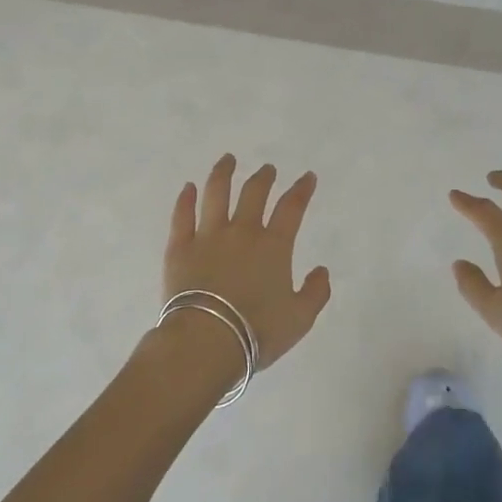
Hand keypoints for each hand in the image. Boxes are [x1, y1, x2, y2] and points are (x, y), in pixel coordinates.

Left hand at [163, 155, 329, 370]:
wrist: (205, 342)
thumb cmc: (256, 332)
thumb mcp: (299, 320)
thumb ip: (315, 293)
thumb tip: (322, 270)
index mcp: (273, 246)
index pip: (292, 207)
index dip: (302, 189)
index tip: (307, 177)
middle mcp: (242, 231)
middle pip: (253, 193)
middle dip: (263, 177)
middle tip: (268, 168)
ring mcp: (208, 236)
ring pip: (216, 194)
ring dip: (223, 173)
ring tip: (227, 159)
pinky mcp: (180, 247)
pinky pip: (182, 216)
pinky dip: (185, 199)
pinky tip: (188, 187)